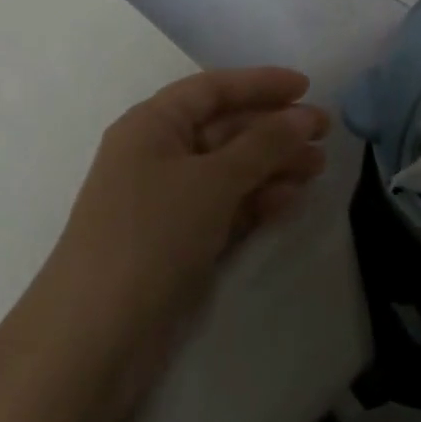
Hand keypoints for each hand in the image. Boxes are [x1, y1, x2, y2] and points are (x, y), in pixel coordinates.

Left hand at [42, 67, 329, 344]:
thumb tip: (305, 115)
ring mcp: (168, 201)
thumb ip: (264, 144)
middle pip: (225, 128)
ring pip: (230, 169)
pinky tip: (291, 199)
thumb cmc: (152, 235)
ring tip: (318, 169)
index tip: (307, 87)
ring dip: (273, 165)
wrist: (95, 338)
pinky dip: (257, 200)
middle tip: (325, 134)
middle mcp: (157, 155)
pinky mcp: (179, 240)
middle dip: (275, 128)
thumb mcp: (213, 180)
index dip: (260, 83)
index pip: (212, 89)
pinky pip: (226, 206)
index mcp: (152, 125)